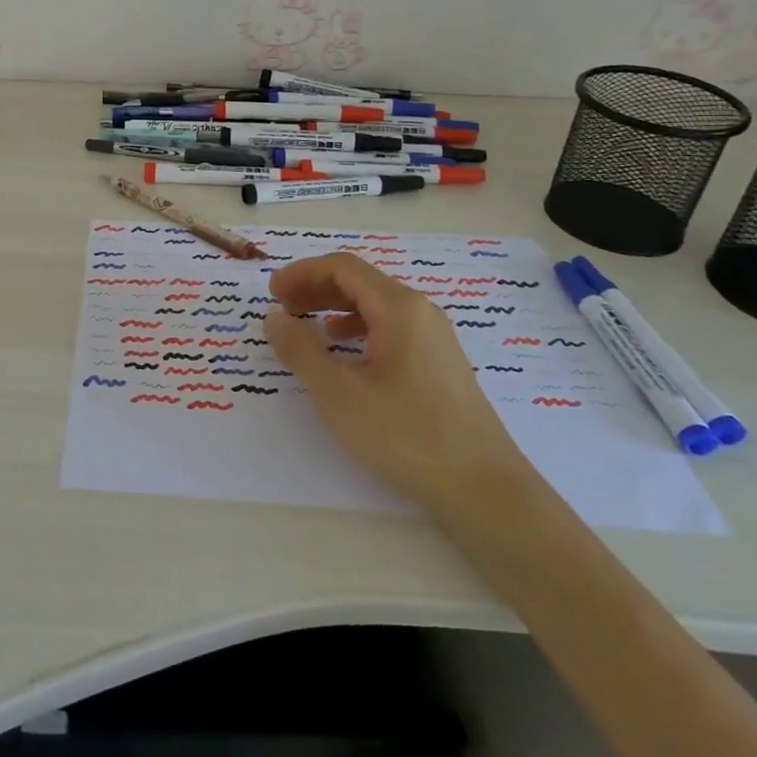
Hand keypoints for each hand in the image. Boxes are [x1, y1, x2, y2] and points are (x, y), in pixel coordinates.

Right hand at [264, 253, 530, 516]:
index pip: (342, 267)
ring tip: (306, 328)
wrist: (485, 490)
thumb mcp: (338, 393)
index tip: (272, 293)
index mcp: (399, 308)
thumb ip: (300, 349)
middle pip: (360, 281)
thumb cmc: (406, 435)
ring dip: (334, 308)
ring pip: (376, 306)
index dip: (302, 272)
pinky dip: (358, 329)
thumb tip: (274, 316)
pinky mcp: (440, 363)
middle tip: (282, 308)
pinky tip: (345, 353)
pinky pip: (391, 328)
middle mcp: (420, 312)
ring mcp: (435, 337)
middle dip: (315, 288)